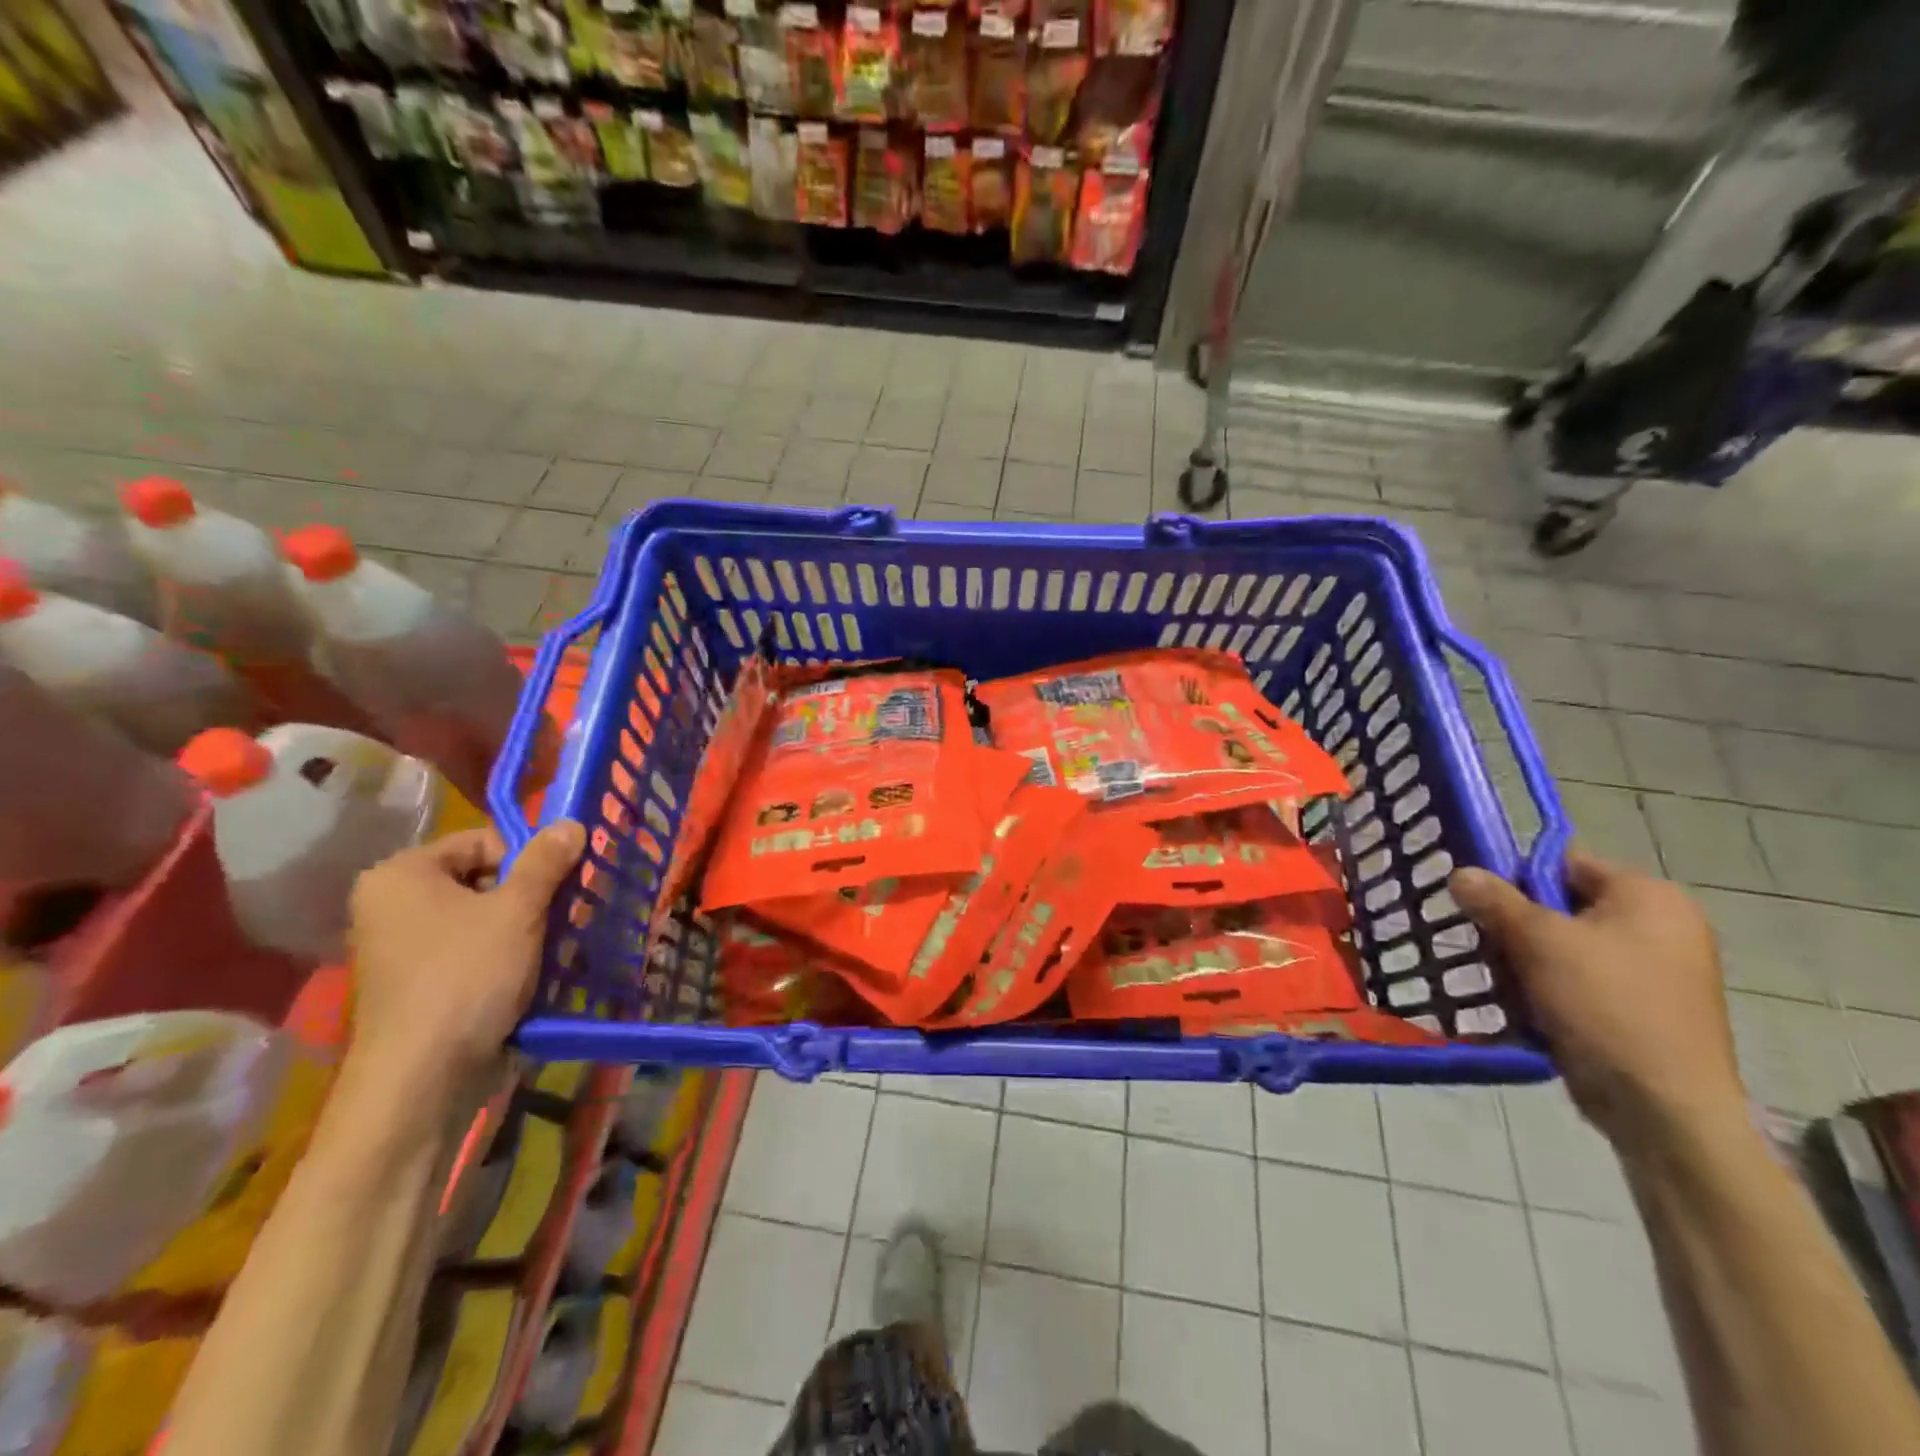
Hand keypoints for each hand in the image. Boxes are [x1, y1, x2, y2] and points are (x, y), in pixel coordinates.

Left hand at [345, 821, 586, 1107]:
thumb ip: (545, 861)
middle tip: (564, 913)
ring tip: (556, 944)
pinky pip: (471, 951)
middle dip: (529, 895)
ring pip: (481, 918)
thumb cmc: (467, 976)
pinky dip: (505, 956)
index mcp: (402, 875)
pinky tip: (533, 972)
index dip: (527, 857)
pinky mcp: (418, 985)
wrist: (424, 1077)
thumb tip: (570, 823)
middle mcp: (392, 905)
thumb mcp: (518, 910)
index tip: (560, 883)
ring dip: (523, 927)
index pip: (482, 841)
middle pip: (482, 879)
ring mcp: (401, 948)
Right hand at [1450, 851, 1748, 1148]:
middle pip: (1560, 906)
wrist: (1662, 1107)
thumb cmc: (1607, 1004)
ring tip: (1508, 986)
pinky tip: (1528, 1009)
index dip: (1517, 877)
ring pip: (1562, 947)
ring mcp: (1654, 971)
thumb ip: (1495, 900)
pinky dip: (1547, 989)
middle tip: (1491, 949)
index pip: (1564, 863)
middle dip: (1517, 927)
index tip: (1482, 902)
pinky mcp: (1640, 1008)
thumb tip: (1461, 873)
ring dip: (1525, 962)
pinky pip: (1578, 981)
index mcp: (1649, 897)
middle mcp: (1660, 926)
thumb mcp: (1539, 941)